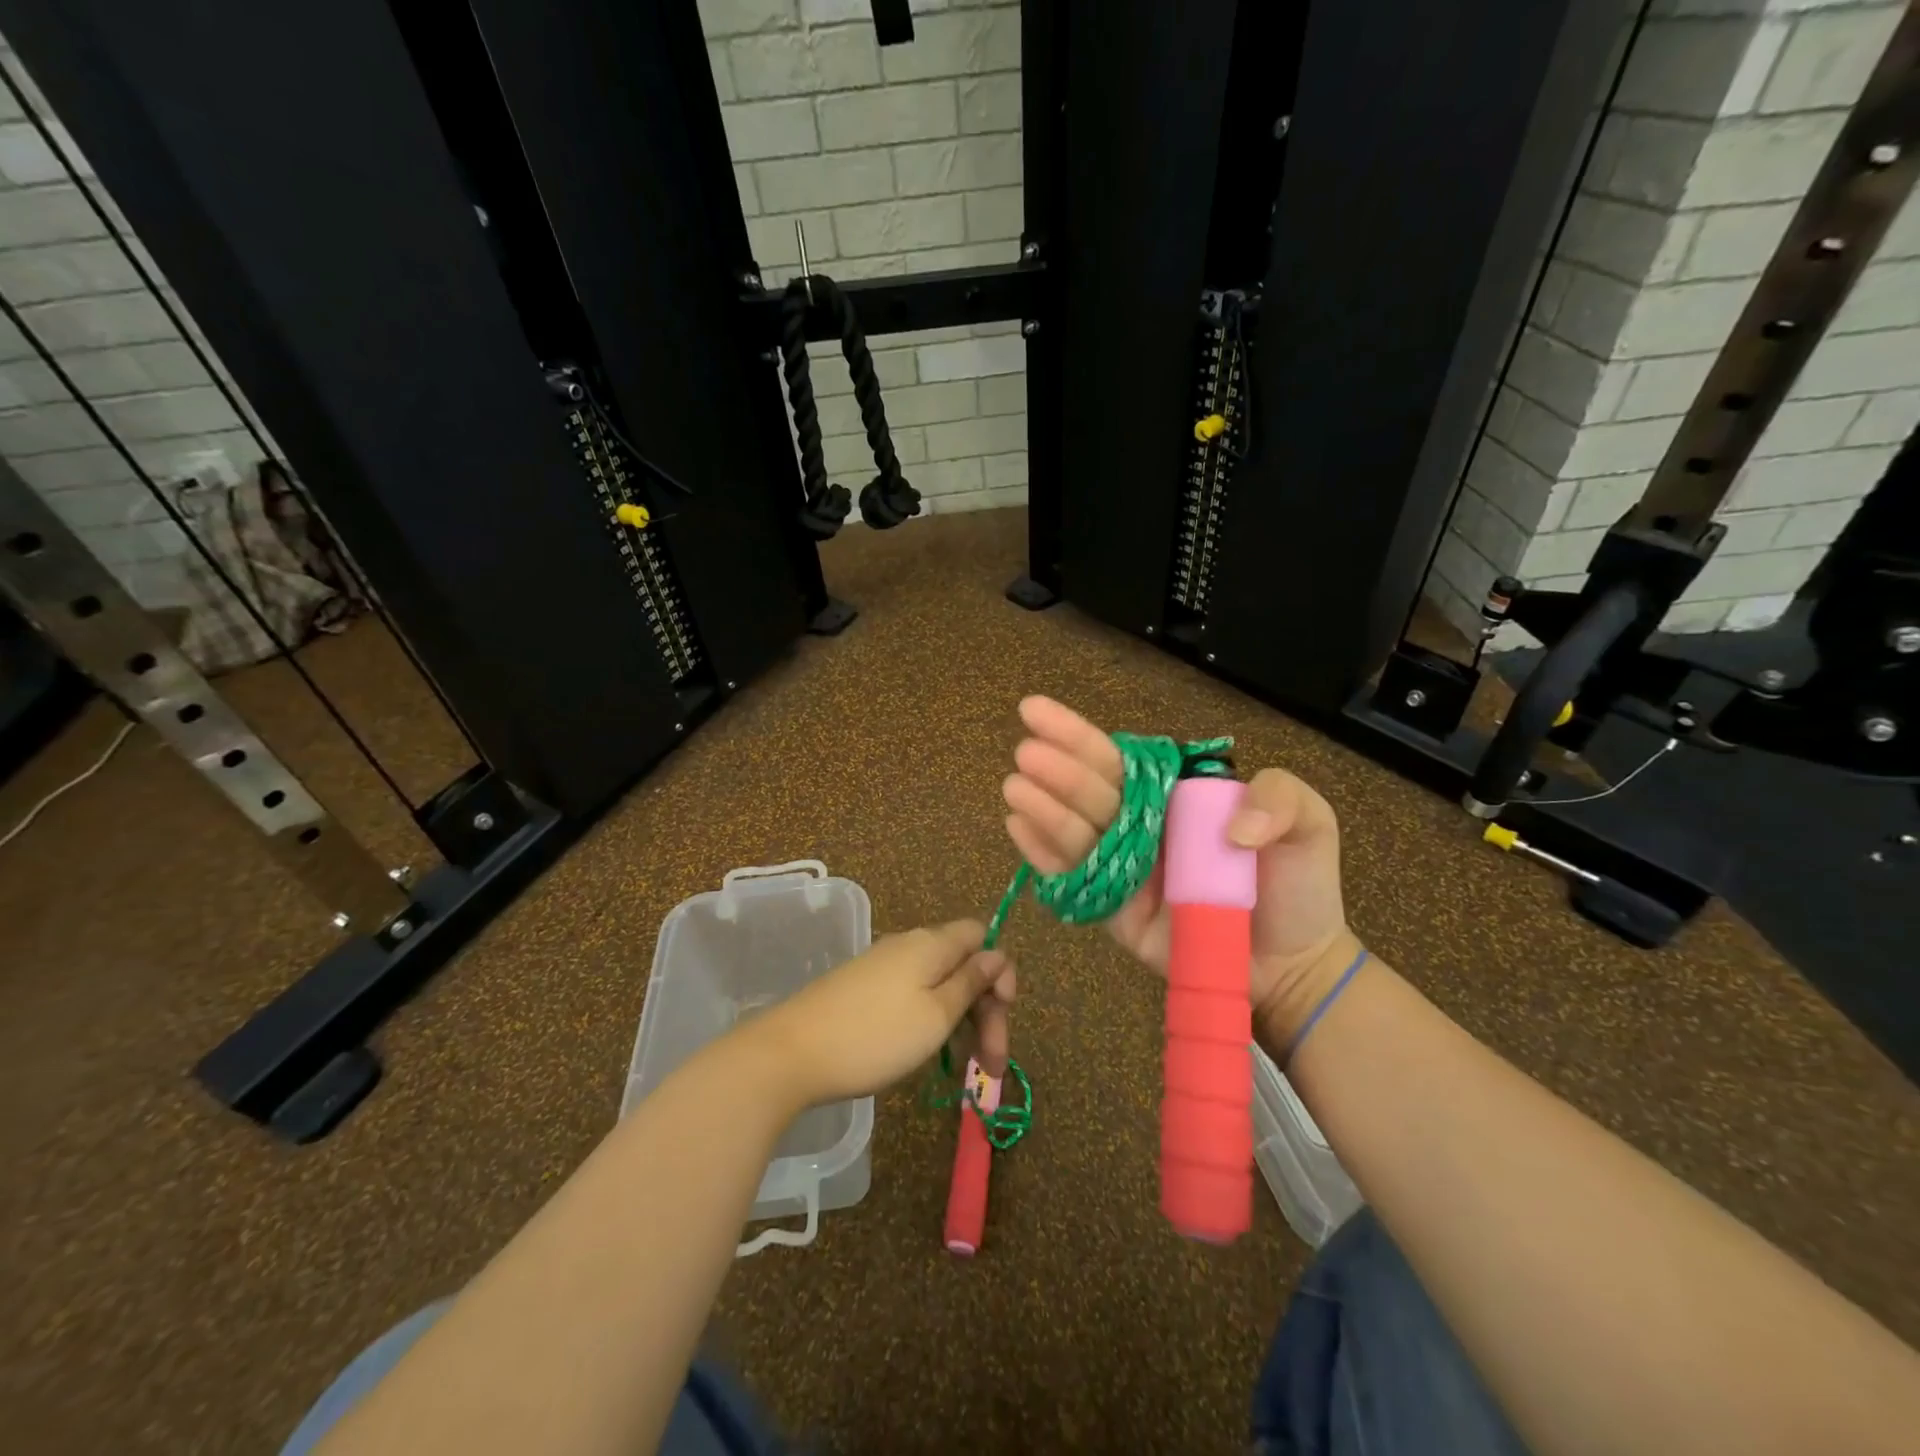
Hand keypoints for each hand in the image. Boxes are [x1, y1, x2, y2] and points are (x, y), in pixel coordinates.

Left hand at [755, 920, 1017, 1107]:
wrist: (791, 1053)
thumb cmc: (875, 1036)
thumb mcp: (936, 1015)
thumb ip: (970, 982)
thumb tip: (996, 953)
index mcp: (931, 944)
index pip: (980, 935)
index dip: (999, 970)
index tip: (1003, 1012)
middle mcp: (908, 945)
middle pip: (962, 964)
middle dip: (985, 1009)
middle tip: (992, 1066)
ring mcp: (882, 966)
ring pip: (938, 983)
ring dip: (961, 1021)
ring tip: (966, 1070)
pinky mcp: (862, 988)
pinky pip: (912, 994)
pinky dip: (930, 1021)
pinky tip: (928, 1054)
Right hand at [1002, 696, 1357, 1037]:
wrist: (1293, 965)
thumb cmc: (1298, 888)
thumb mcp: (1310, 825)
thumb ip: (1280, 797)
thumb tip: (1231, 823)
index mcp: (1174, 796)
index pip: (1119, 759)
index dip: (1077, 734)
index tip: (1036, 710)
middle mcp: (1141, 825)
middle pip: (1091, 790)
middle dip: (1057, 769)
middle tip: (1026, 754)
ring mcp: (1124, 867)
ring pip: (1076, 830)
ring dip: (1044, 807)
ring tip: (1016, 788)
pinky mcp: (1114, 910)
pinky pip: (1073, 877)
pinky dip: (1044, 854)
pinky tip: (1019, 829)